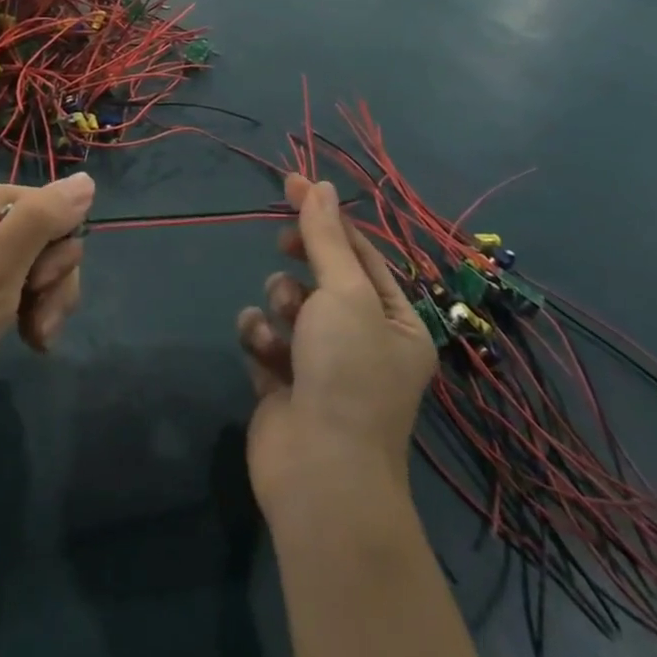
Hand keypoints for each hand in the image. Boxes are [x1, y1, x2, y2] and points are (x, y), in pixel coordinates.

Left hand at [0, 175, 92, 423]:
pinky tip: (28, 338)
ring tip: (33, 337)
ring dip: (46, 303)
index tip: (36, 287)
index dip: (56, 250)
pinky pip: (23, 285)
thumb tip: (87, 180)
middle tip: (34, 319)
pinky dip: (32, 312)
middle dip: (52, 282)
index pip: (51, 206)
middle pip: (49, 236)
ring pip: (42, 264)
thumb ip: (41, 221)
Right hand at [238, 176, 438, 521]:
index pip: (359, 252)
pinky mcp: (283, 383)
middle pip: (322, 275)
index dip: (325, 216)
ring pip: (288, 304)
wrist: (320, 474)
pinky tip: (262, 353)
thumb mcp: (343, 293)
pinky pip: (265, 337)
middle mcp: (363, 340)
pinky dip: (260, 339)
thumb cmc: (347, 373)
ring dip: (279, 305)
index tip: (291, 183)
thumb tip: (318, 184)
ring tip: (283, 325)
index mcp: (395, 321)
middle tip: (284, 249)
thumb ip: (324, 237)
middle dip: (300, 263)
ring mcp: (321, 364)